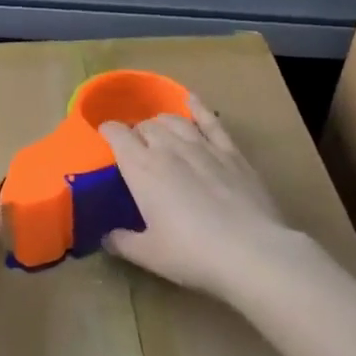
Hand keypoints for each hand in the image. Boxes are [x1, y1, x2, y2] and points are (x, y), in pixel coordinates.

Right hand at [99, 97, 321, 304]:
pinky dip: (199, 107)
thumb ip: (121, 242)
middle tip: (135, 150)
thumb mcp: (148, 255)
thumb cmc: (192, 254)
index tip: (103, 138)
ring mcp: (202, 147)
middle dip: (136, 133)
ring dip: (161, 123)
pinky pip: (211, 121)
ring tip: (159, 132)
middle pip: (145, 126)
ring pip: (174, 120)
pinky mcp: (231, 153)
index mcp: (141, 169)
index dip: (107, 132)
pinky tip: (192, 100)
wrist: (251, 252)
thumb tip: (106, 237)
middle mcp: (168, 149)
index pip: (117, 135)